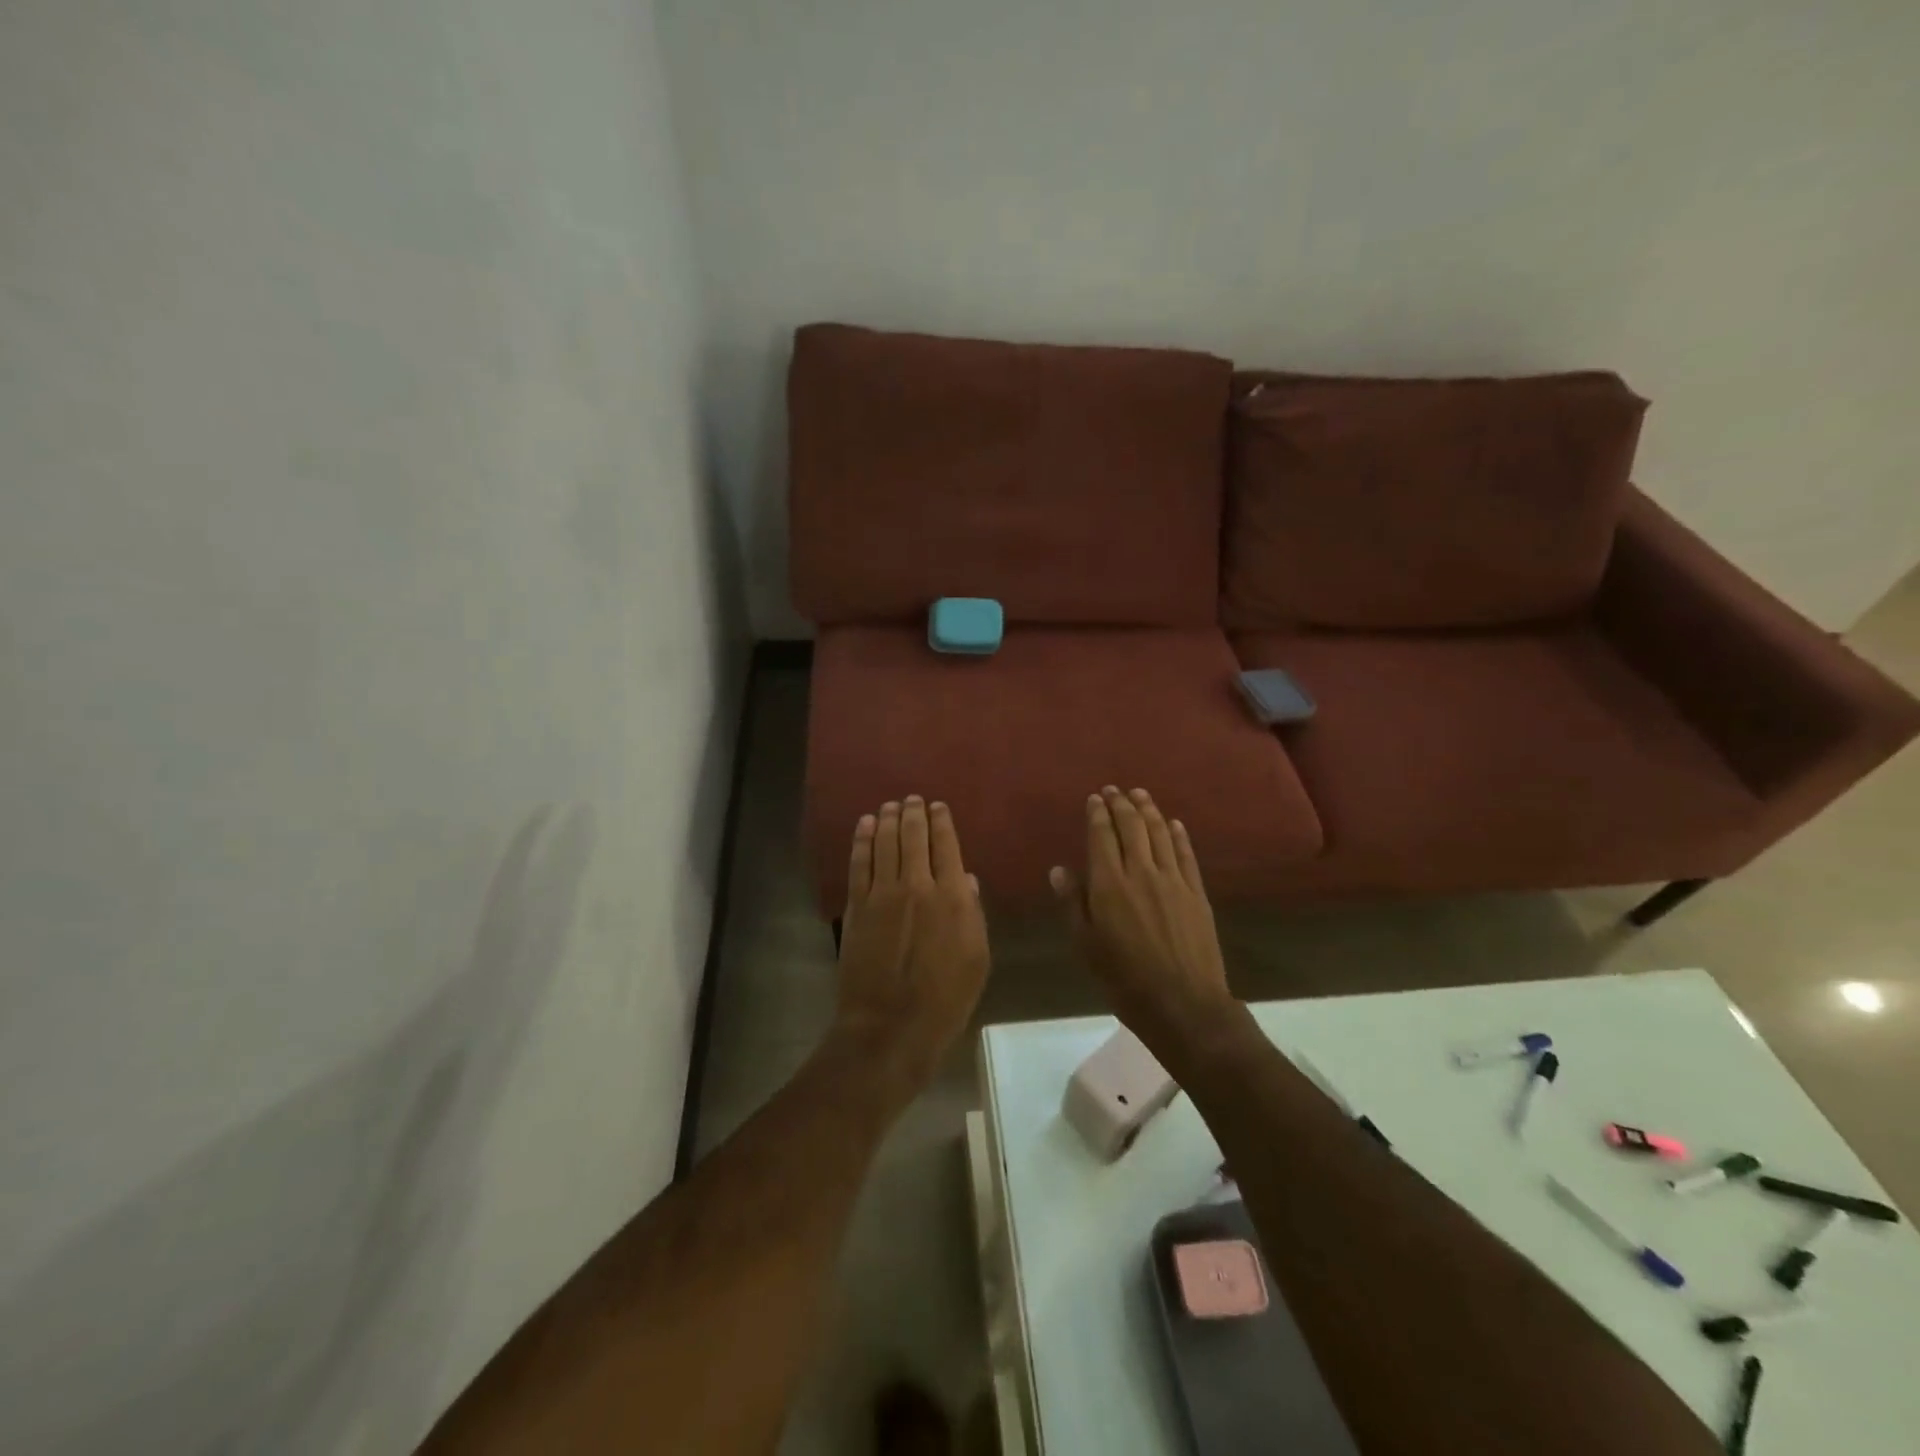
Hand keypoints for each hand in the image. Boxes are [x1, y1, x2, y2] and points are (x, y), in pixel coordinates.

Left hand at [835, 796, 990, 1094]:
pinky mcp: (857, 906)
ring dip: (887, 819)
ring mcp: (882, 893)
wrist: (891, 1026)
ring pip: (884, 843)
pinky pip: (859, 863)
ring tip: (889, 805)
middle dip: (913, 813)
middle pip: (913, 836)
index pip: (947, 845)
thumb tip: (964, 879)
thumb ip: (972, 913)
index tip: (938, 806)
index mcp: (952, 896)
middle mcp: (917, 885)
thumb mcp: (978, 958)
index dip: (941, 821)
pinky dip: (862, 840)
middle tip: (912, 799)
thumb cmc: (946, 999)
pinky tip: (864, 825)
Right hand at [1050, 787, 1241, 1062]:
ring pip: (1160, 833)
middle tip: (1114, 790)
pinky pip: (1186, 854)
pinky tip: (1174, 823)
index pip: (1102, 836)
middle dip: (1121, 804)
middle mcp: (1141, 872)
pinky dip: (1178, 834)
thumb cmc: (1124, 979)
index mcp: (1109, 885)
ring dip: (1149, 810)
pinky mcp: (1196, 892)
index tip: (1094, 798)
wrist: (1183, 1004)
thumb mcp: (1086, 945)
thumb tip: (1059, 869)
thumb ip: (1073, 904)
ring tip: (1140, 794)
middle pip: (1132, 827)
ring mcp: (1173, 880)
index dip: (1097, 814)